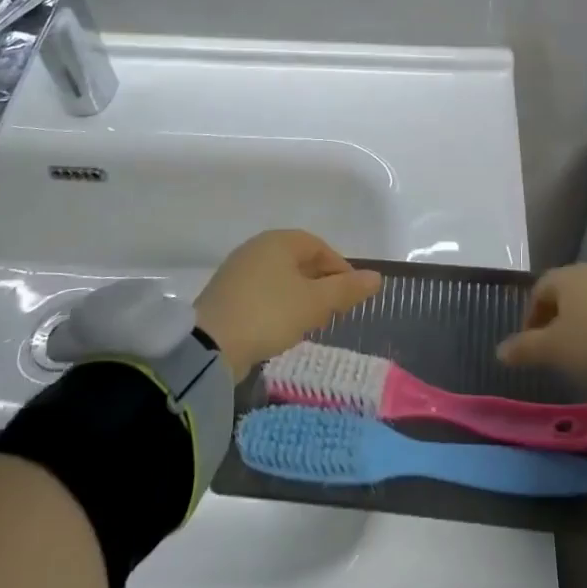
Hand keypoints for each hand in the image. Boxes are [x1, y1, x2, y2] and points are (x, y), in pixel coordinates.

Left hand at [194, 230, 381, 376]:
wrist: (210, 345)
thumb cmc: (269, 314)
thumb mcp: (315, 304)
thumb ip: (346, 290)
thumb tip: (377, 278)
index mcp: (278, 241)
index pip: (318, 246)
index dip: (339, 268)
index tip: (352, 294)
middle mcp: (256, 248)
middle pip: (298, 261)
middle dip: (320, 284)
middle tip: (334, 310)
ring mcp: (237, 271)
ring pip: (280, 279)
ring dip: (300, 297)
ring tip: (311, 322)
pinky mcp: (225, 295)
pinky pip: (262, 293)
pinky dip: (278, 306)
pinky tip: (282, 329)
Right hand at [497, 265, 586, 421]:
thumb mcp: (555, 349)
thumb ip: (525, 348)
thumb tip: (499, 350)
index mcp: (567, 276)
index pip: (539, 290)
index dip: (530, 317)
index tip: (530, 345)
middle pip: (565, 293)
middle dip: (555, 318)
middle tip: (553, 349)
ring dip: (581, 323)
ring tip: (581, 353)